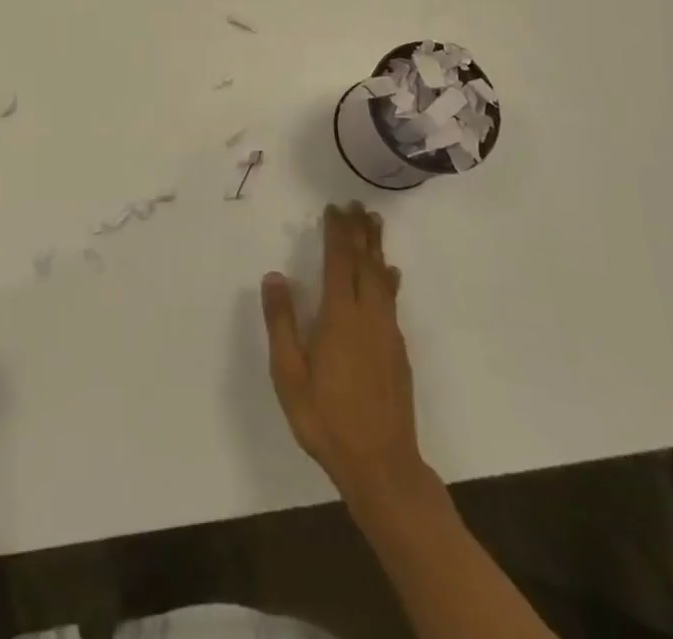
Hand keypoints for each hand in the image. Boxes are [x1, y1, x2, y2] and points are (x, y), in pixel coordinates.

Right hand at [261, 202, 424, 498]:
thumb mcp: (289, 374)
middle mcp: (369, 316)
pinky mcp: (398, 351)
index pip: (339, 262)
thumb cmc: (326, 419)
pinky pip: (392, 300)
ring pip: (382, 279)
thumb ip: (281, 322)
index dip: (336, 233)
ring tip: (375, 224)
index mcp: (340, 317)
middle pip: (366, 263)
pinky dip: (388, 279)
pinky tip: (390, 276)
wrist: (382, 465)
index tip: (333, 209)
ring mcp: (388, 334)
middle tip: (357, 205)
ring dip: (377, 249)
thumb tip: (274, 276)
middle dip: (360, 232)